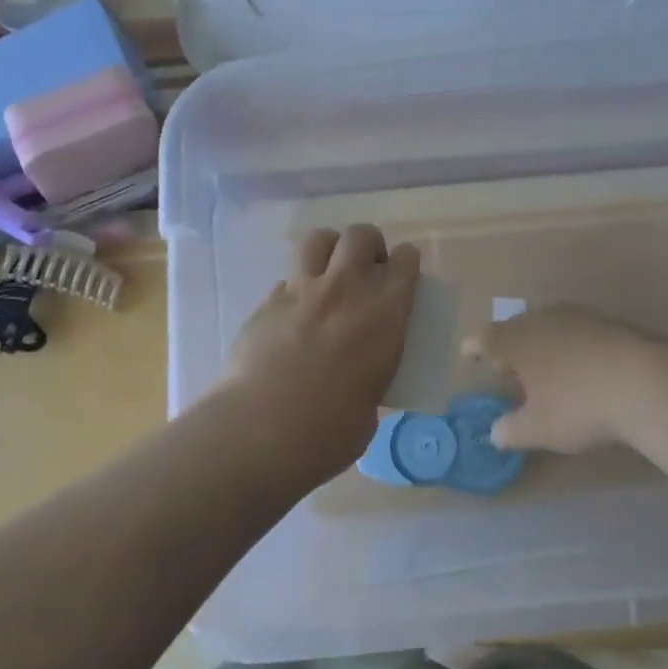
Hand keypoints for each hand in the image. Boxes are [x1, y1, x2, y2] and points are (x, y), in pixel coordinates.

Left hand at [223, 224, 421, 483]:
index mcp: (383, 315)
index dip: (407, 262)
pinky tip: (292, 317)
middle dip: (369, 245)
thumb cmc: (328, 432)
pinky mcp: (267, 302)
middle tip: (367, 269)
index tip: (404, 272)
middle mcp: (345, 289)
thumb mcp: (371, 406)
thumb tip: (359, 376)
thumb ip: (371, 375)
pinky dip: (295, 290)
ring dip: (330, 250)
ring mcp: (302, 291)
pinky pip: (286, 280)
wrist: (261, 430)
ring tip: (329, 274)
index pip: (406, 262)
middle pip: (361, 235)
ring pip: (318, 239)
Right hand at [465, 306, 667, 454]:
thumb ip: (511, 430)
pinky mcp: (607, 322)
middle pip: (516, 327)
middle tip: (506, 367)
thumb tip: (495, 432)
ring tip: (543, 367)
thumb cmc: (578, 406)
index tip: (467, 353)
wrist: (644, 383)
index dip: (474, 347)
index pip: (485, 338)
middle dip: (508, 346)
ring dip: (540, 344)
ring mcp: (576, 316)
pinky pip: (576, 330)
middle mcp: (541, 320)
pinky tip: (580, 366)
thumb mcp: (538, 429)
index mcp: (517, 340)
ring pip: (547, 326)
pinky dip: (569, 345)